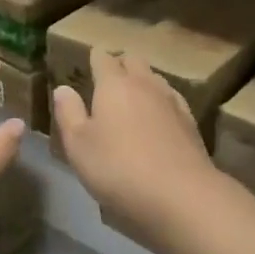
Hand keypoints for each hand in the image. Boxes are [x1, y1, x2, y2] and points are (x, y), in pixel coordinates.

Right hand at [53, 49, 221, 253]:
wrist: (181, 195)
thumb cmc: (118, 168)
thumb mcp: (78, 145)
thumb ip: (69, 113)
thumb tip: (63, 88)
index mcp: (114, 85)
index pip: (103, 58)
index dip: (94, 58)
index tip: (87, 63)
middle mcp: (145, 85)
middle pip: (134, 61)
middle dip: (121, 64)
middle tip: (108, 80)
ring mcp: (172, 102)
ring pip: (155, 79)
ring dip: (143, 82)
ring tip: (132, 98)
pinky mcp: (191, 123)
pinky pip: (172, 100)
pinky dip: (161, 103)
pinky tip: (158, 119)